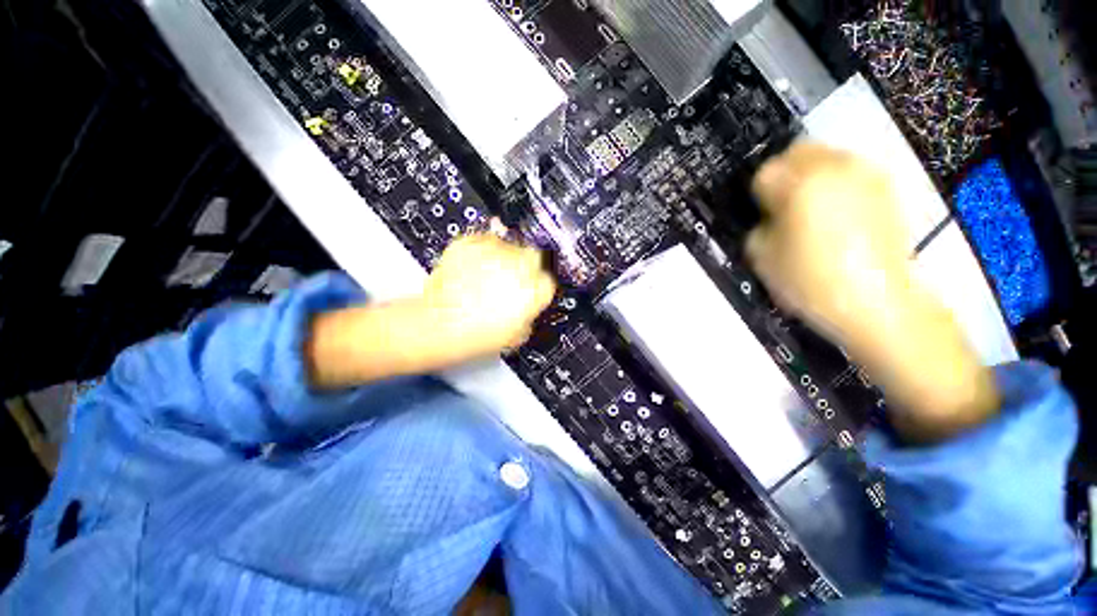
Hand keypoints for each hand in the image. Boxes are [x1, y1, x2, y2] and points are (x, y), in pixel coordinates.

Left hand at [422, 233, 556, 357]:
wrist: (439, 326)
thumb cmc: (479, 336)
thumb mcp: (517, 335)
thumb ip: (529, 315)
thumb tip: (528, 305)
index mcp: (536, 290)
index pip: (549, 279)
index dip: (539, 285)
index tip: (531, 289)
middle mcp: (521, 266)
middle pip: (536, 255)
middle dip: (528, 264)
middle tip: (513, 277)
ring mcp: (496, 251)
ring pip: (511, 244)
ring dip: (505, 256)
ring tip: (489, 273)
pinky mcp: (472, 242)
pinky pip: (485, 239)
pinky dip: (483, 249)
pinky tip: (475, 266)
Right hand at [746, 142, 911, 343]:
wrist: (876, 302)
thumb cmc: (810, 280)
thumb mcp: (761, 256)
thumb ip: (758, 226)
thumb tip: (768, 216)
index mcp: (800, 184)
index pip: (765, 172)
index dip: (758, 195)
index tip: (761, 215)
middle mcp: (835, 168)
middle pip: (798, 152)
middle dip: (784, 174)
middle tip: (781, 204)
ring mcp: (865, 175)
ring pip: (826, 158)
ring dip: (810, 178)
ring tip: (809, 210)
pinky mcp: (885, 189)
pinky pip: (849, 173)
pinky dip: (835, 186)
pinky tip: (835, 216)